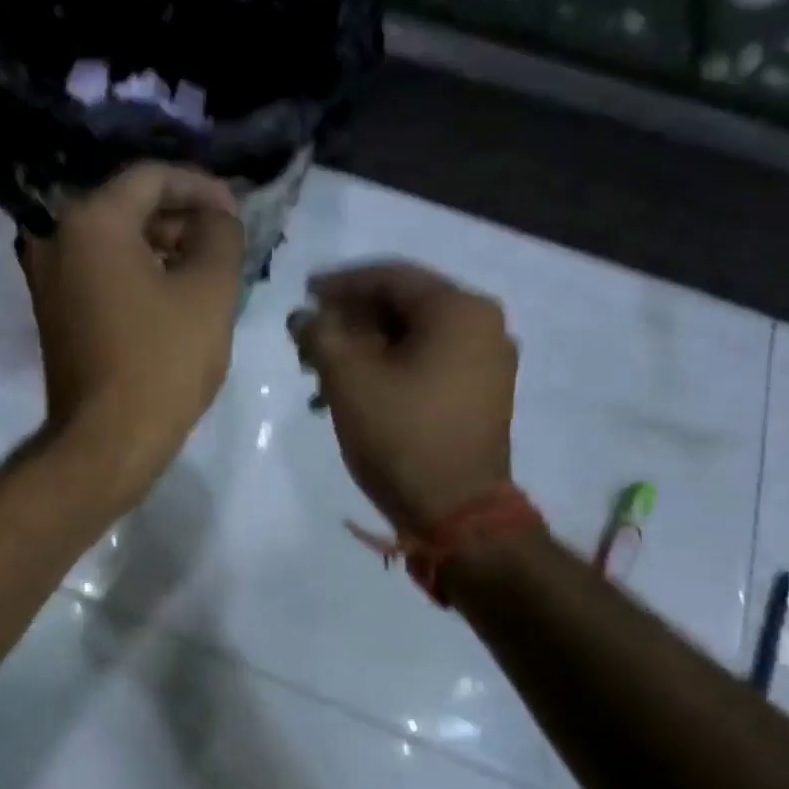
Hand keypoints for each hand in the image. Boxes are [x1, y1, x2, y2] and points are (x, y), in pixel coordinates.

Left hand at [21, 163, 244, 504]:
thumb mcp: (210, 290)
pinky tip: (174, 297)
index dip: (202, 187)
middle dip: (182, 219)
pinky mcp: (55, 313)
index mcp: (91, 221)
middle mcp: (57, 239)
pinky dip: (138, 275)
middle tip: (224, 244)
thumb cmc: (162, 362)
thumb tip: (216, 216)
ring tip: (207, 271)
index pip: (152, 177)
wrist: (107, 442)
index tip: (236, 212)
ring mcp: (49, 279)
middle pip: (130, 208)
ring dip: (163, 249)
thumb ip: (221, 234)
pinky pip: (102, 275)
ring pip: (116, 243)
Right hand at [289, 261, 516, 533]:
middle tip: (308, 338)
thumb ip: (320, 335)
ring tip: (321, 373)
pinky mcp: (480, 395)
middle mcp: (482, 326)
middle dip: (349, 321)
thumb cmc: (401, 435)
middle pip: (403, 306)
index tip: (303, 295)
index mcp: (459, 310)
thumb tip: (303, 316)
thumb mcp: (349, 379)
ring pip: (413, 338)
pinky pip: (427, 363)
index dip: (340, 284)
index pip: (390, 277)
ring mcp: (486, 363)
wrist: (455, 511)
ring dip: (364, 348)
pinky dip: (389, 368)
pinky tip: (353, 391)